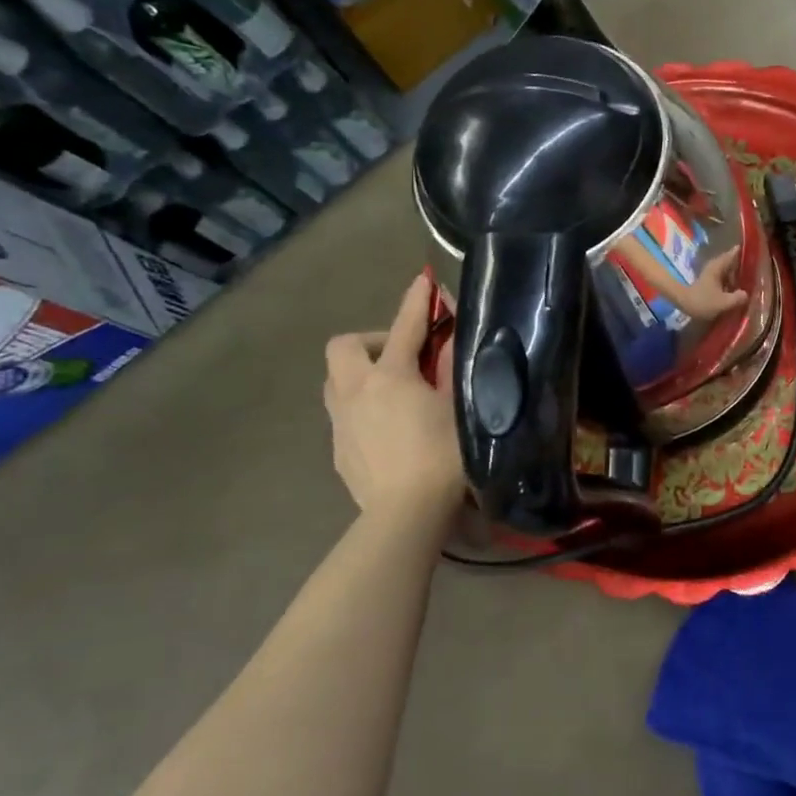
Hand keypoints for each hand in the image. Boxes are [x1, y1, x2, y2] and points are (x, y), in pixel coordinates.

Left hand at [324, 274, 462, 521]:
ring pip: (336, 381)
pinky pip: (343, 414)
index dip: (417, 301)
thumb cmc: (442, 456)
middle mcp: (356, 392)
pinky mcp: (338, 451)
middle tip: (402, 357)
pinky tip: (388, 430)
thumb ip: (451, 368)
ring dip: (360, 374)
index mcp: (390, 377)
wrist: (407, 514)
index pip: (405, 327)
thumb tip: (450, 337)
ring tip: (393, 392)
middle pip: (343, 347)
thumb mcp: (459, 407)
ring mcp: (341, 423)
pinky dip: (362, 408)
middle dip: (370, 341)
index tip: (424, 281)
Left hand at [676, 247, 749, 319]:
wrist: (682, 303)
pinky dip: (729, 280)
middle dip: (741, 265)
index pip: (733, 254)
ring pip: (727, 270)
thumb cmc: (702, 301)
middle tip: (755, 269)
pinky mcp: (708, 281)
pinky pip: (723, 277)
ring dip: (736, 274)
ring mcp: (710, 273)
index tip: (754, 251)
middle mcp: (714, 266)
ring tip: (748, 280)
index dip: (743, 252)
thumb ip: (737, 298)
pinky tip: (735, 288)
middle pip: (731, 262)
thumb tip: (746, 294)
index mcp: (718, 266)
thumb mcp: (723, 302)